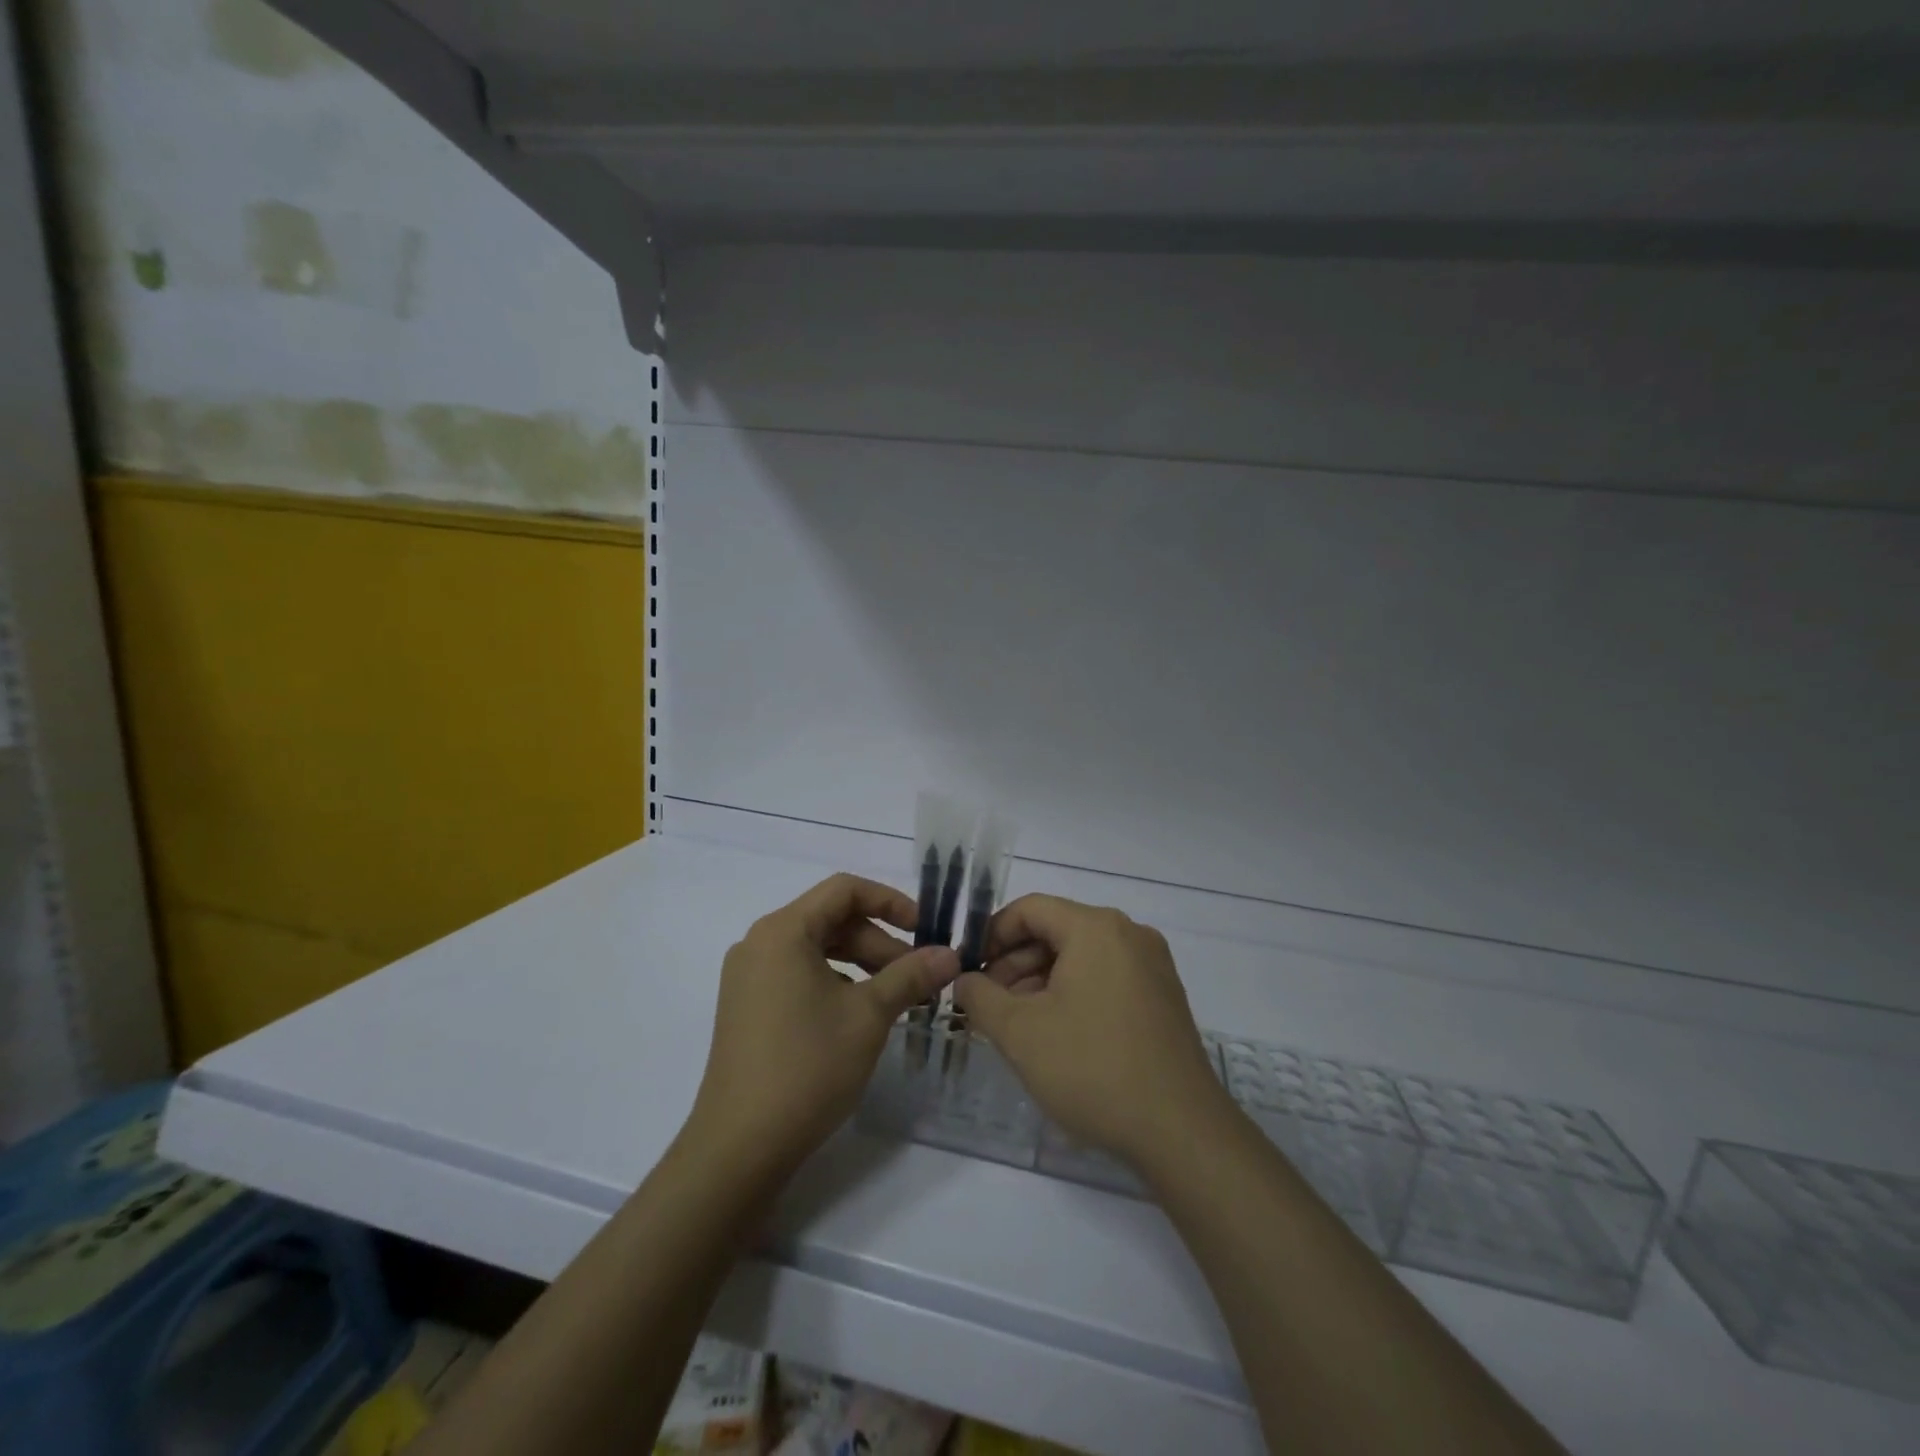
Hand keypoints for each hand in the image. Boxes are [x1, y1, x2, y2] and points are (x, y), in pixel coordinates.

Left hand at [687, 874, 960, 1178]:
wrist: (740, 1147)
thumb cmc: (807, 1067)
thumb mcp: (868, 1015)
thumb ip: (911, 975)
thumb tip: (950, 954)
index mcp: (783, 931)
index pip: (844, 890)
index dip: (891, 901)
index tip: (925, 930)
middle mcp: (759, 943)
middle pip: (831, 920)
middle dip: (880, 941)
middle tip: (918, 976)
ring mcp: (748, 977)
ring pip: (816, 949)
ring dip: (862, 963)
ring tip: (897, 996)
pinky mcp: (747, 1007)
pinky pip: (799, 974)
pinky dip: (836, 982)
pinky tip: (860, 1014)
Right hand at [953, 895, 1230, 1166]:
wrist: (1181, 1131)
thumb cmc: (1093, 1068)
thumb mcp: (1020, 1032)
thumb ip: (980, 997)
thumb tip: (964, 980)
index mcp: (1096, 928)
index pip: (1030, 909)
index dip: (991, 935)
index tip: (969, 970)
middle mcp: (1129, 934)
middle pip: (1057, 930)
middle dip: (1014, 963)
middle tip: (986, 1003)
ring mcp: (1152, 966)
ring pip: (1081, 956)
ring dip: (1040, 981)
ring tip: (1015, 1024)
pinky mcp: (1163, 997)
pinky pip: (1106, 977)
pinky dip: (1073, 993)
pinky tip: (1055, 1033)